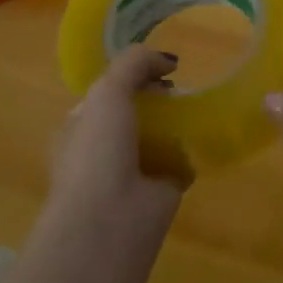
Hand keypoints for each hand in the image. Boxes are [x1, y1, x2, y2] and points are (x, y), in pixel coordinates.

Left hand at [49, 45, 184, 231]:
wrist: (110, 221)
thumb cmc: (98, 152)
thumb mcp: (108, 92)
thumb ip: (134, 65)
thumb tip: (168, 61)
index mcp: (78, 128)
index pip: (105, 94)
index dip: (131, 77)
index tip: (161, 69)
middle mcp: (101, 150)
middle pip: (133, 114)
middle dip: (157, 100)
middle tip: (180, 88)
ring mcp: (130, 173)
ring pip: (157, 139)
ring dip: (176, 126)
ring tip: (197, 108)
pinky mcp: (160, 192)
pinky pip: (178, 164)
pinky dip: (191, 154)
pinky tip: (204, 140)